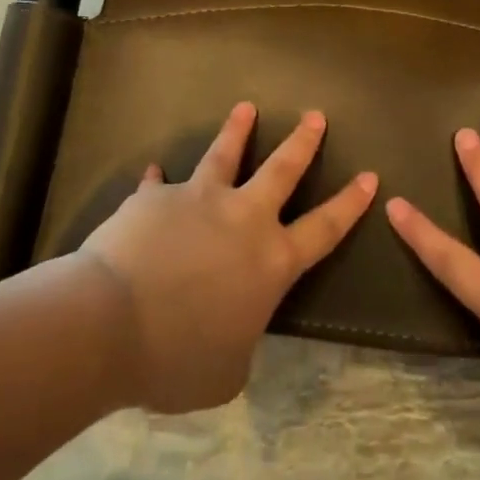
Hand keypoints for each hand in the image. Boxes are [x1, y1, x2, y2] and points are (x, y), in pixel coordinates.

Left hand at [79, 102, 376, 413]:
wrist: (109, 324)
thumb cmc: (176, 359)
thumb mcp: (226, 370)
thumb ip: (240, 341)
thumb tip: (233, 327)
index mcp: (271, 262)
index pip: (324, 228)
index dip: (350, 203)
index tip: (369, 176)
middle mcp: (242, 219)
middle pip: (282, 170)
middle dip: (302, 142)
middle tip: (315, 115)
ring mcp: (198, 200)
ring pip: (225, 154)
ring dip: (237, 130)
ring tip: (246, 108)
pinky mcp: (155, 197)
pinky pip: (159, 184)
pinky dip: (158, 181)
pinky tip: (153, 171)